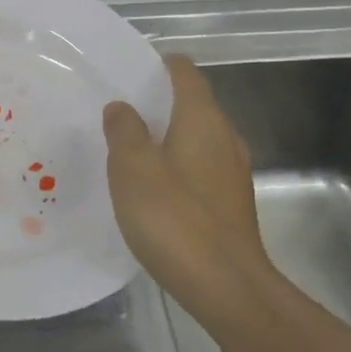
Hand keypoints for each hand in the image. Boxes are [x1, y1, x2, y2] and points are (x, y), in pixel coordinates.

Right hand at [103, 55, 273, 323]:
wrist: (226, 287)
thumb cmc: (174, 218)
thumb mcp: (133, 168)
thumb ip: (124, 130)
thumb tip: (122, 106)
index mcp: (203, 119)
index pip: (185, 72)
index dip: (159, 65)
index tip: (129, 71)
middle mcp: (224, 137)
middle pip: (193, 104)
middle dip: (158, 103)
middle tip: (118, 112)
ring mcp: (232, 172)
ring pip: (197, 138)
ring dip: (167, 137)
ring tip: (129, 149)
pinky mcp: (231, 203)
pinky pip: (200, 167)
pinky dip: (177, 165)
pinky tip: (153, 188)